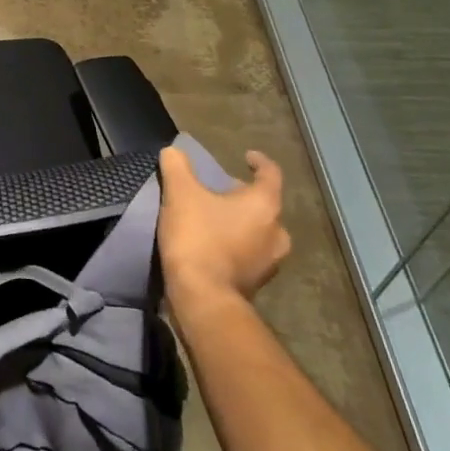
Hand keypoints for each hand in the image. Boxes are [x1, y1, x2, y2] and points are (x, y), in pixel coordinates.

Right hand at [157, 145, 291, 313]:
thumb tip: (173, 151)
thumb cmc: (198, 237)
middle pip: (264, 204)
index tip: (246, 156)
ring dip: (240, 221)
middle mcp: (276, 232)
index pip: (271, 174)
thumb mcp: (180, 193)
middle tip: (218, 190)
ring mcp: (270, 262)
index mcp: (264, 205)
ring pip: (258, 230)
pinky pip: (250, 253)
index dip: (259, 162)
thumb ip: (177, 166)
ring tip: (213, 218)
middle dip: (243, 195)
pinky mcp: (257, 283)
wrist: (203, 298)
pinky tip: (213, 244)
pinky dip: (236, 244)